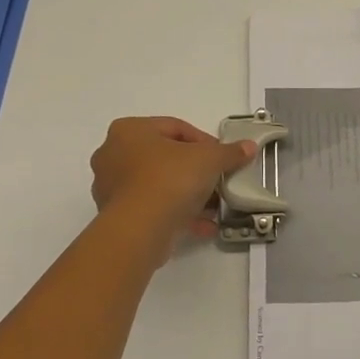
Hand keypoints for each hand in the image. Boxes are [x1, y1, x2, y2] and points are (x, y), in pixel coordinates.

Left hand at [90, 117, 255, 253]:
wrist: (140, 229)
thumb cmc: (170, 179)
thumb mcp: (209, 159)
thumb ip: (229, 152)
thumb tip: (248, 147)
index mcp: (129, 130)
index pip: (175, 128)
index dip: (205, 142)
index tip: (222, 158)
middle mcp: (113, 154)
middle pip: (165, 157)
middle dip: (195, 170)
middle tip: (217, 180)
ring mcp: (111, 187)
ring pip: (159, 185)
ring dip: (188, 194)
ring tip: (213, 206)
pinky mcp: (116, 216)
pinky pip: (153, 208)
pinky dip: (176, 214)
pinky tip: (203, 225)